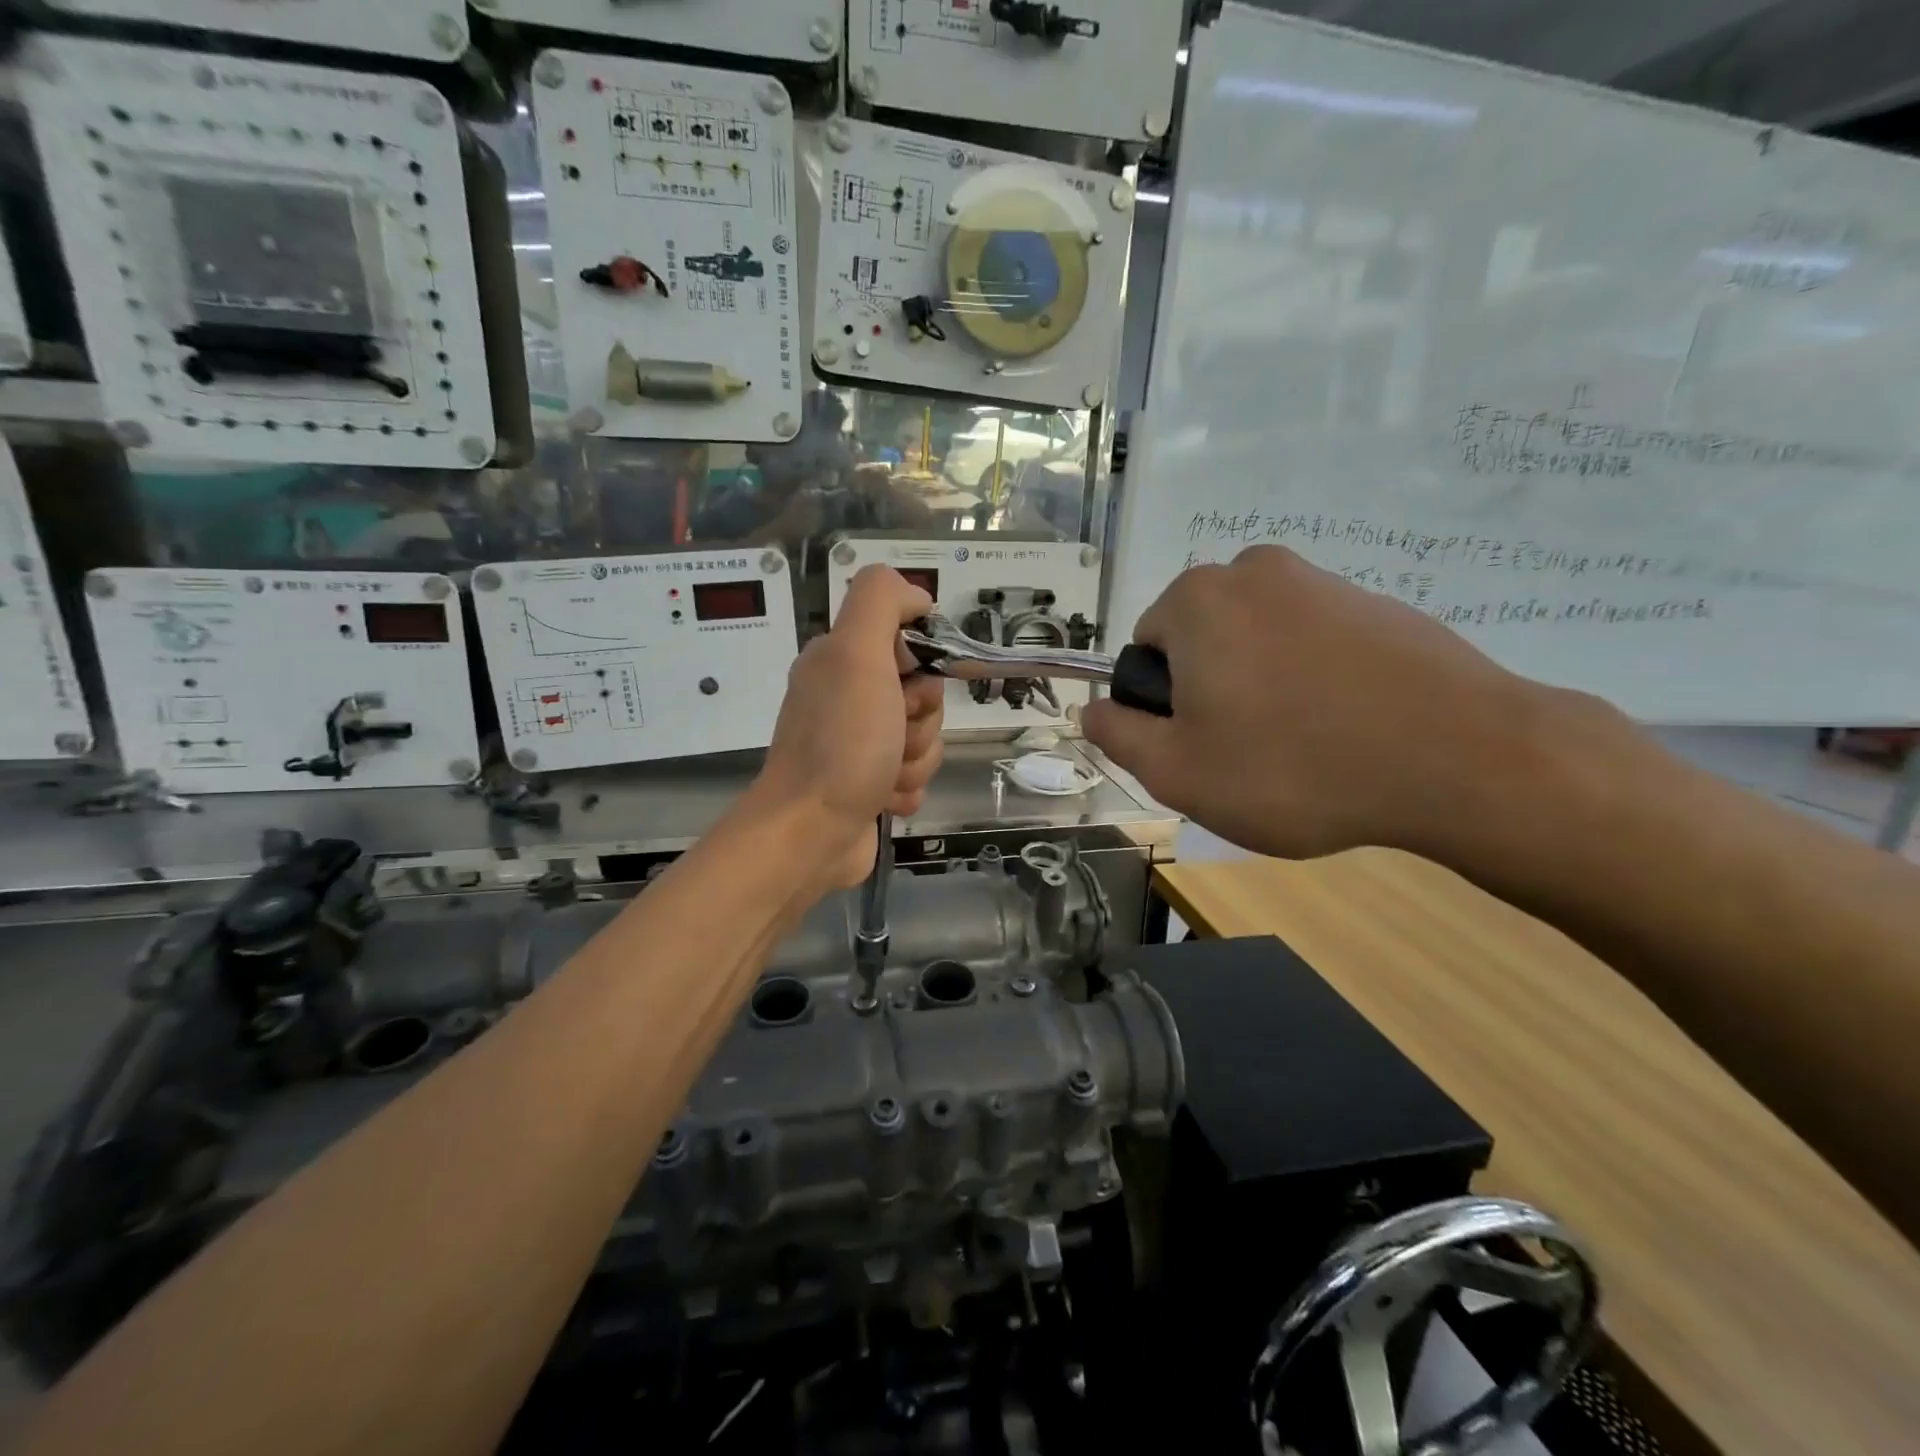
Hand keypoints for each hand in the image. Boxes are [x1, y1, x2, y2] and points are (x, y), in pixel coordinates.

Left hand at [753, 566, 945, 888]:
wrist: (810, 833)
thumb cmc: (841, 743)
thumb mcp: (857, 654)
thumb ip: (882, 602)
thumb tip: (917, 598)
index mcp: (841, 660)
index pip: (911, 643)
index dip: (922, 667)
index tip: (906, 686)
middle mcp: (847, 696)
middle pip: (924, 695)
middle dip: (921, 720)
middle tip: (892, 735)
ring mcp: (857, 743)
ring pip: (923, 738)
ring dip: (915, 760)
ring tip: (883, 776)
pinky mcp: (868, 783)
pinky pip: (914, 775)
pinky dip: (906, 788)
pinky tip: (882, 799)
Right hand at [1084, 546, 1587, 860]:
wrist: (1463, 759)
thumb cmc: (1294, 767)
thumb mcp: (1178, 772)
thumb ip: (1118, 736)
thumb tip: (1092, 711)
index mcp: (1198, 600)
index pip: (1147, 652)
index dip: (1166, 707)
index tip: (1206, 747)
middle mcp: (1256, 572)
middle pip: (1202, 642)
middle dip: (1213, 692)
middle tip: (1250, 754)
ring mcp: (1325, 582)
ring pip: (1259, 643)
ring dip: (1263, 689)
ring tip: (1305, 747)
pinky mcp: (1380, 603)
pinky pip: (1315, 644)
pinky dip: (1315, 682)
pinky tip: (1349, 729)